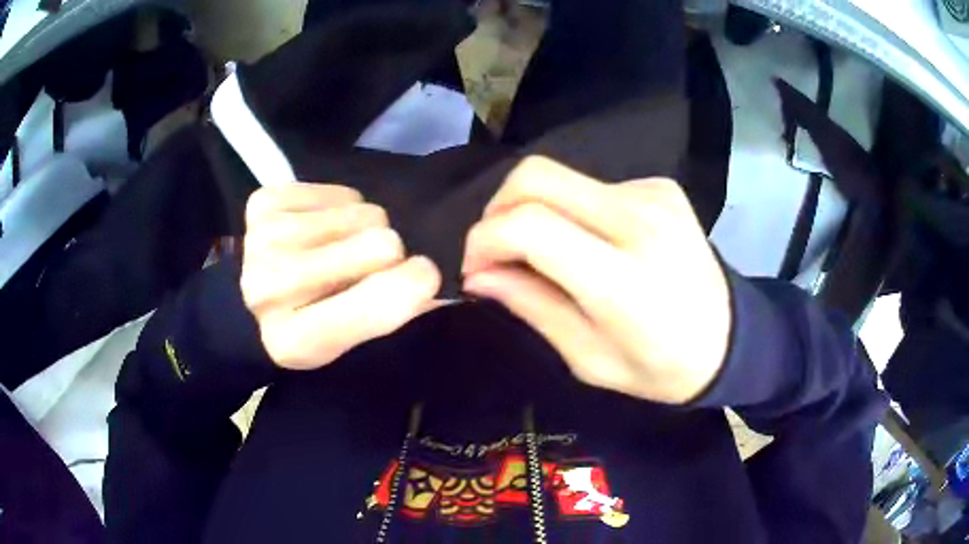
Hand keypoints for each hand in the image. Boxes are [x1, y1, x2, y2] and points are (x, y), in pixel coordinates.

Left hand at [241, 183, 440, 369]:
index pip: (381, 301)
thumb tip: (435, 280)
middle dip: (387, 255)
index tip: (423, 278)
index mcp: (295, 341)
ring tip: (336, 249)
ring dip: (363, 230)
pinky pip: (342, 192)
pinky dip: (340, 210)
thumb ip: (392, 314)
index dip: (416, 284)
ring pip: (365, 212)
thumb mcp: (344, 348)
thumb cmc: (300, 331)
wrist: (239, 306)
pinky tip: (317, 231)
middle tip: (364, 269)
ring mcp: (264, 237)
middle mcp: (272, 285)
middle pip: (382, 243)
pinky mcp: (264, 202)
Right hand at [462, 157, 730, 403]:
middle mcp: (638, 220)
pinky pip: (592, 187)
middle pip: (535, 176)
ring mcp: (653, 195)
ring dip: (534, 211)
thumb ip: (531, 306)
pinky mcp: (660, 187)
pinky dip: (571, 211)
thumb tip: (477, 274)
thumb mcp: (588, 359)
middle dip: (497, 208)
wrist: (730, 339)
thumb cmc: (661, 367)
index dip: (484, 239)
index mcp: (623, 278)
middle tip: (496, 252)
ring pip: (560, 177)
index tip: (476, 269)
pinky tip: (588, 245)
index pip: (528, 225)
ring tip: (543, 255)